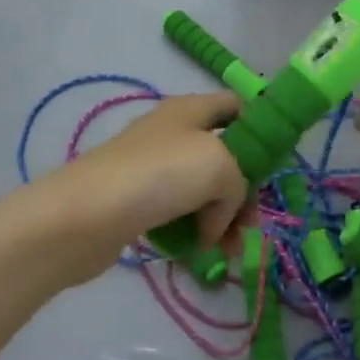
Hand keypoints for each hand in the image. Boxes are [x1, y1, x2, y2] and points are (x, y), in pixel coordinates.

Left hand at [21, 93, 248, 286]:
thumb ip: (239, 185)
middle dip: (243, 191)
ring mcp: (153, 169)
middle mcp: (173, 134)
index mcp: (192, 110)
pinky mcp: (138, 202)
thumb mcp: (220, 166)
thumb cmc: (159, 176)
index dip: (261, 129)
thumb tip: (217, 218)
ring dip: (222, 219)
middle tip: (250, 225)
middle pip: (225, 156)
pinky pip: (179, 214)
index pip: (237, 106)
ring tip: (227, 251)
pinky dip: (194, 231)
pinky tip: (201, 253)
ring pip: (204, 191)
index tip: (275, 165)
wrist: (83, 216)